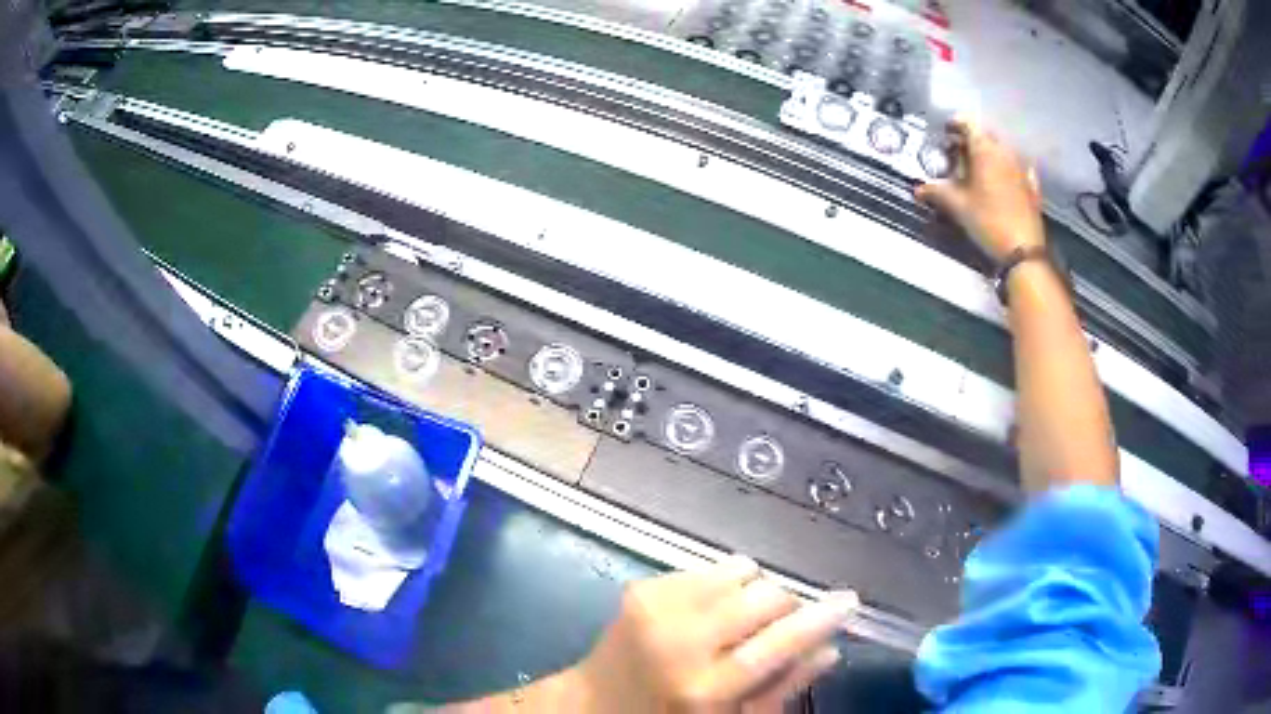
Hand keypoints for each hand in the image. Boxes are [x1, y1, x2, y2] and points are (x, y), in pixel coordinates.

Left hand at [565, 555, 856, 711]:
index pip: (778, 643)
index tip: (849, 601)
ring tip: (738, 621)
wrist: (596, 702)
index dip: (820, 618)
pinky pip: (710, 568)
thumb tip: (828, 648)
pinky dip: (723, 586)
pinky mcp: (643, 587)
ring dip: (754, 592)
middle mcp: (680, 640)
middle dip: (786, 606)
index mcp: (704, 687)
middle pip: (764, 596)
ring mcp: (657, 607)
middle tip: (780, 626)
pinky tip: (708, 613)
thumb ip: (783, 687)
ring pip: (742, 572)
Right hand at [916, 117, 1044, 263]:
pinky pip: (1016, 169)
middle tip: (957, 154)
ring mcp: (1021, 169)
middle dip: (971, 141)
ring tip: (976, 170)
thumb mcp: (958, 207)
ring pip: (1001, 151)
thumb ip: (937, 192)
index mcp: (985, 150)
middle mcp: (1004, 152)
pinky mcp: (1031, 187)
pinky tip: (1001, 181)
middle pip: (985, 136)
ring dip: (988, 155)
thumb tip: (918, 189)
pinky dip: (1006, 170)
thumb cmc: (988, 221)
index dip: (954, 124)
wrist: (1024, 251)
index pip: (968, 123)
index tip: (945, 133)